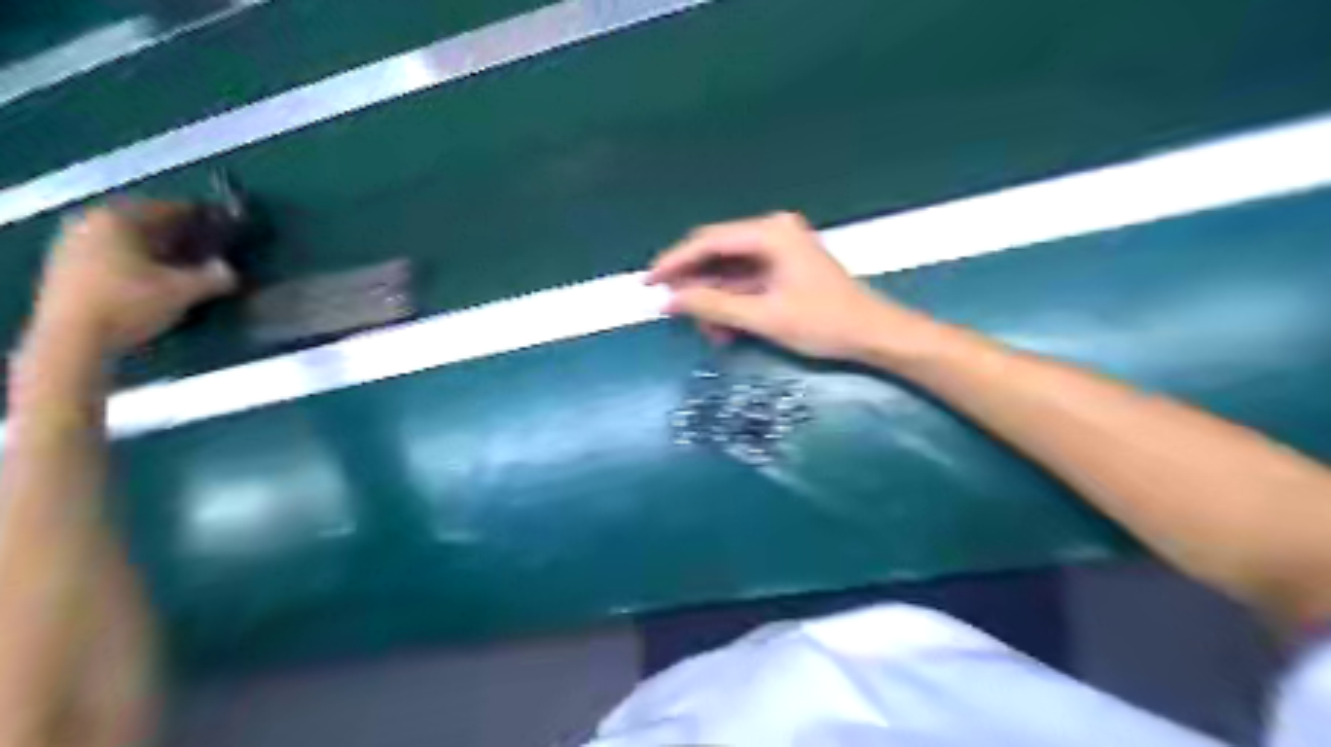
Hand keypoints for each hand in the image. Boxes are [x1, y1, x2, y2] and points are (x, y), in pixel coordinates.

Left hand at [31, 201, 236, 352]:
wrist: (73, 337)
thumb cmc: (131, 303)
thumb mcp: (184, 291)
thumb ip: (214, 276)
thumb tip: (229, 270)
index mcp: (119, 218)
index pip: (170, 208)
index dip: (200, 218)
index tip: (224, 229)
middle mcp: (92, 222)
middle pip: (146, 223)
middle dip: (177, 236)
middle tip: (207, 250)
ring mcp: (73, 244)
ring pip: (128, 241)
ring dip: (157, 252)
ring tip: (184, 268)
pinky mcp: (65, 269)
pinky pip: (112, 256)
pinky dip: (137, 264)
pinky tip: (155, 281)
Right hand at [645, 211, 926, 361]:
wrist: (875, 335)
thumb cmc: (824, 323)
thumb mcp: (763, 317)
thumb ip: (713, 305)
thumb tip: (669, 300)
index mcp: (770, 233)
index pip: (709, 242)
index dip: (675, 262)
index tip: (649, 282)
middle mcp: (773, 233)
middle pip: (718, 255)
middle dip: (695, 287)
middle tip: (673, 313)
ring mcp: (780, 251)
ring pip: (730, 273)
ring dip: (715, 302)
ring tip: (709, 333)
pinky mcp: (784, 269)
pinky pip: (747, 283)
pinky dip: (733, 305)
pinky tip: (725, 329)